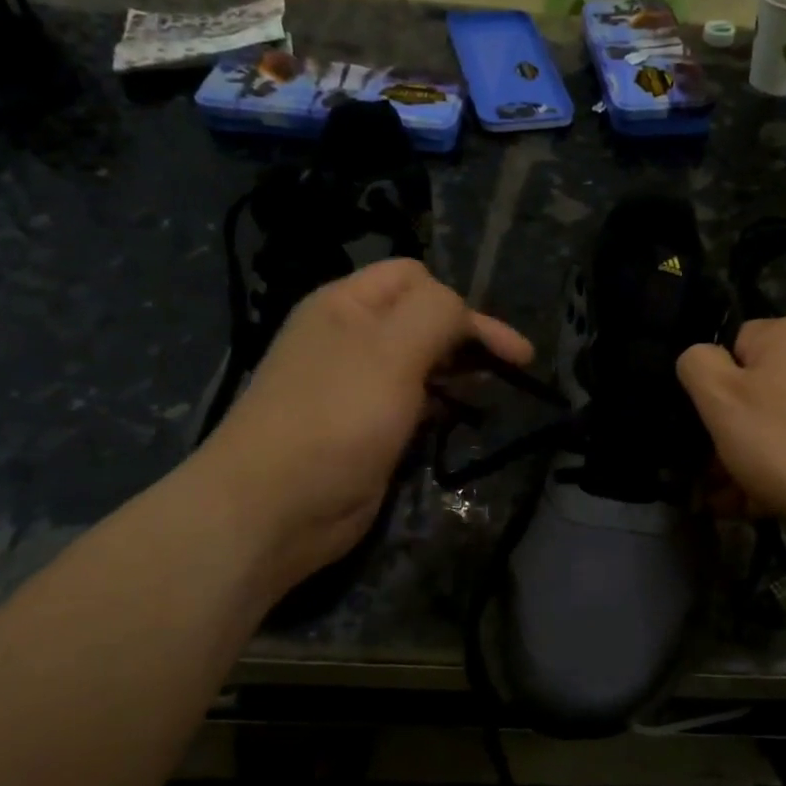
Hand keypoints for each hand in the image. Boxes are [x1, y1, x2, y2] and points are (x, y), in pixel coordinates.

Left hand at [198, 259, 532, 579]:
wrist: (274, 508)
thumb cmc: (336, 418)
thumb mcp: (392, 351)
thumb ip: (438, 314)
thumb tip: (465, 315)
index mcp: (347, 305)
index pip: (415, 277)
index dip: (461, 303)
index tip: (502, 349)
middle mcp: (351, 338)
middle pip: (421, 319)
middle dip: (467, 338)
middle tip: (511, 370)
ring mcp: (356, 387)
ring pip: (420, 364)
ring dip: (456, 373)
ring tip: (489, 394)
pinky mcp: (365, 429)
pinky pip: (411, 404)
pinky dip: (439, 407)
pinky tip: (455, 421)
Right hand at [676, 317, 785, 540]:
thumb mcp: (721, 402)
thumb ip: (697, 366)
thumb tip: (701, 355)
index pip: (733, 347)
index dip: (715, 390)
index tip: (710, 432)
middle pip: (762, 388)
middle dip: (735, 435)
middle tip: (719, 482)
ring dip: (759, 458)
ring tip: (743, 504)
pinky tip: (780, 503)